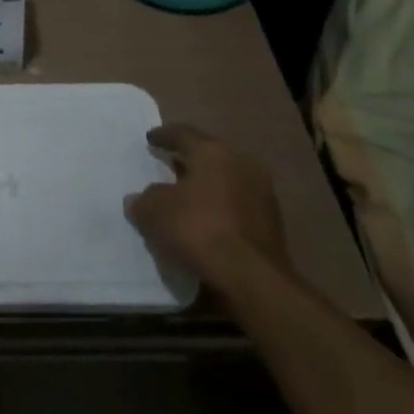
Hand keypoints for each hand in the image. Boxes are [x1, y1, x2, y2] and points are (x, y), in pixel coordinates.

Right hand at [124, 124, 285, 274]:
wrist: (252, 278)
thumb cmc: (199, 229)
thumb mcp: (155, 212)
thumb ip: (144, 200)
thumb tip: (140, 199)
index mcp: (213, 152)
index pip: (183, 134)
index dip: (164, 136)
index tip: (150, 139)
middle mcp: (241, 164)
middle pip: (209, 155)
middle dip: (189, 159)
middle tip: (170, 164)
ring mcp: (262, 193)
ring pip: (226, 180)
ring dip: (207, 186)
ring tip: (187, 196)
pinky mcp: (272, 223)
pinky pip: (238, 205)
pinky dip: (221, 208)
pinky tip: (207, 221)